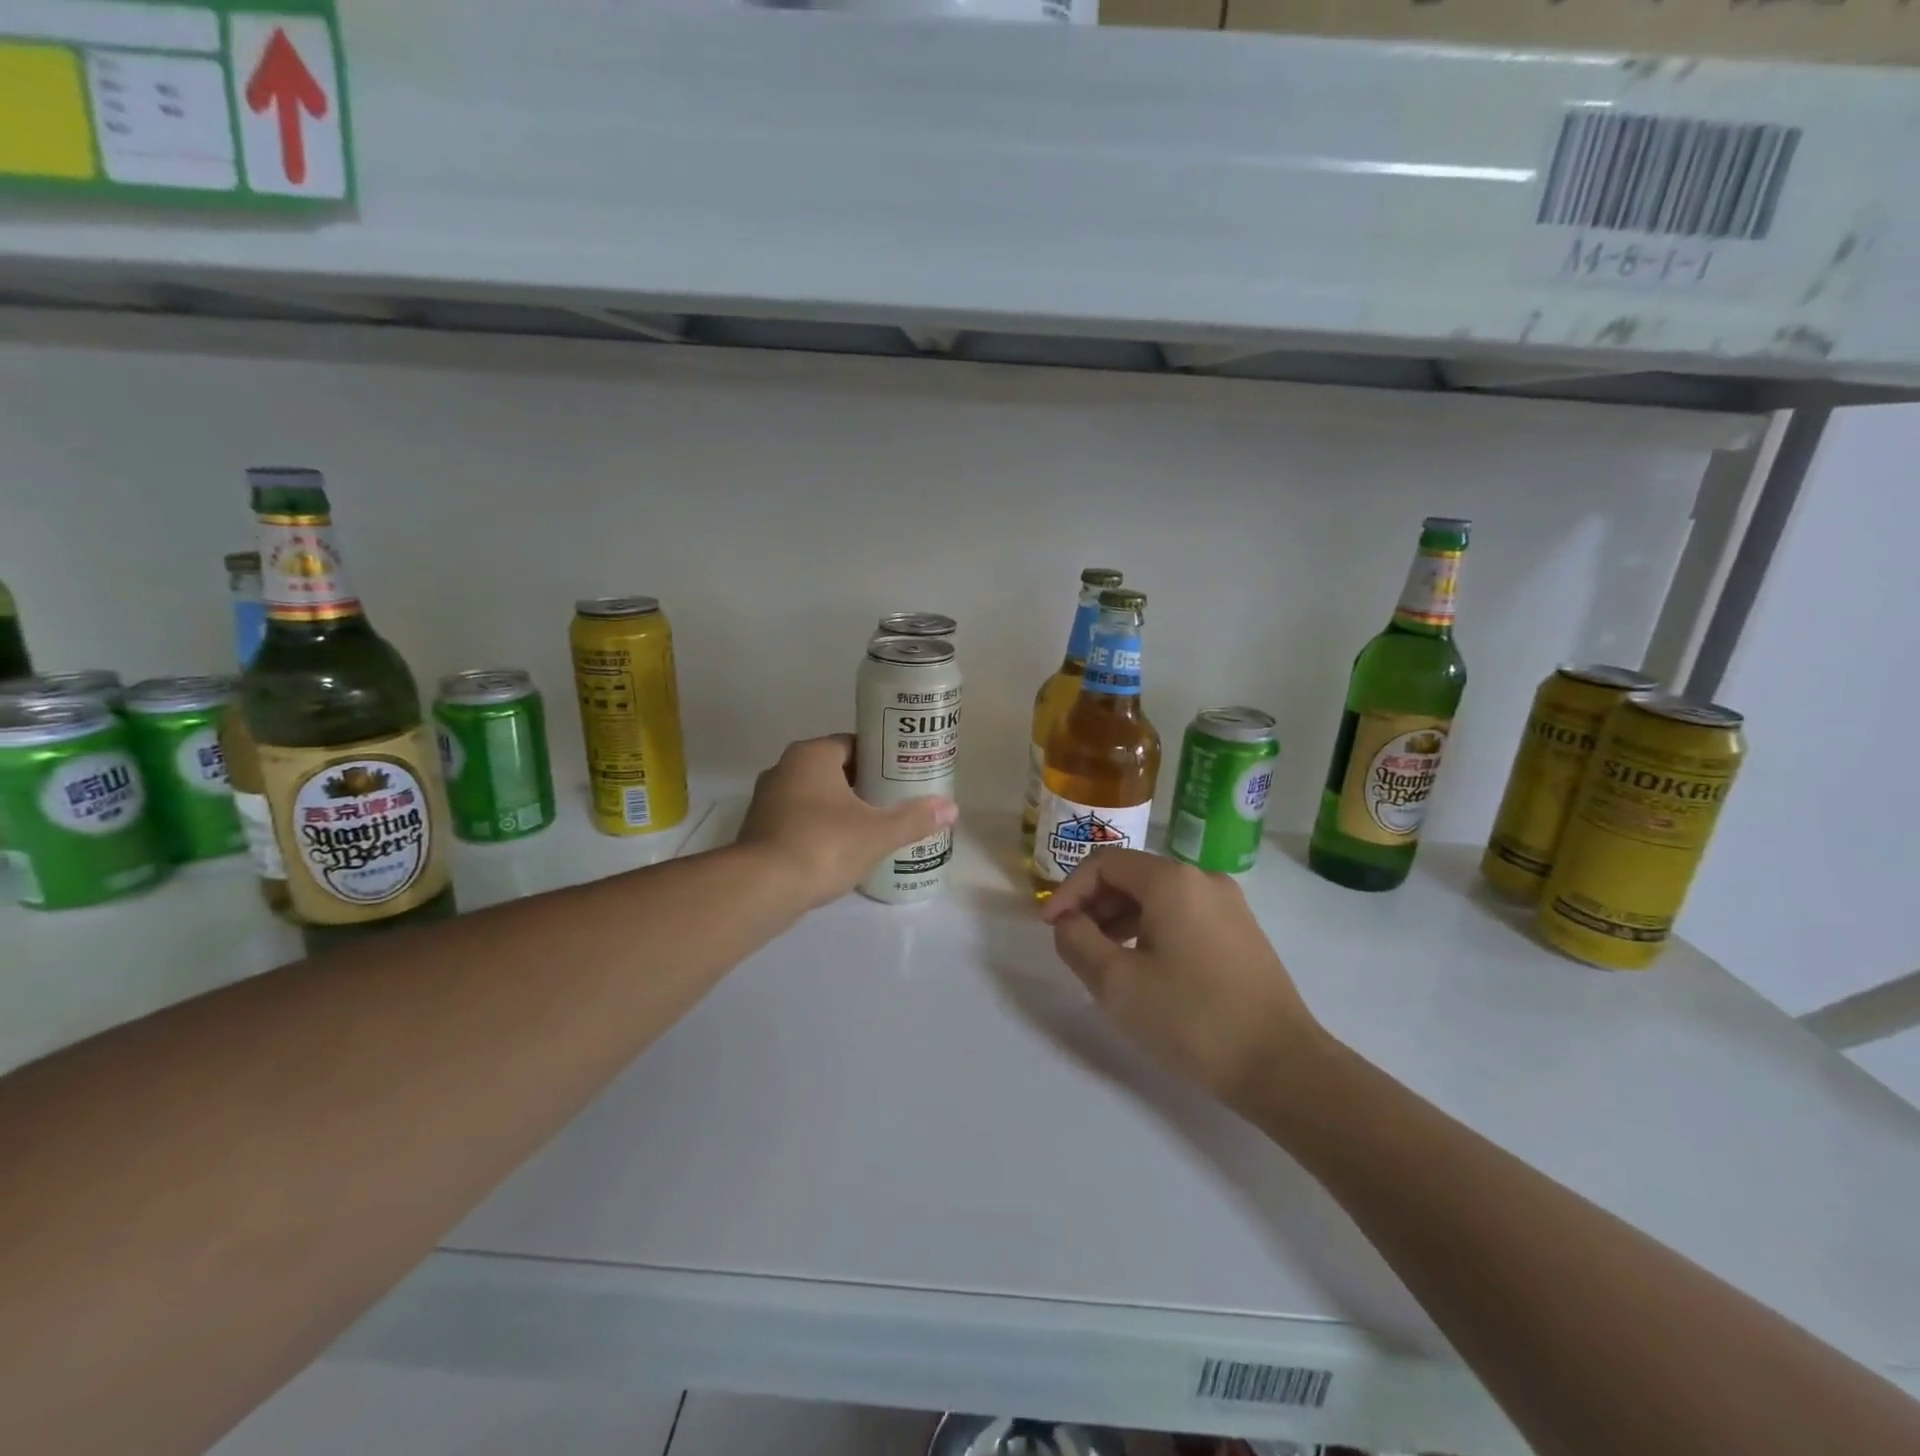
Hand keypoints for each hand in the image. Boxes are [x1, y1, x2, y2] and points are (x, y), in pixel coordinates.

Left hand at [737, 735, 957, 912]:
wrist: (761, 889)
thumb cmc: (823, 845)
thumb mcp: (877, 833)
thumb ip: (914, 819)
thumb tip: (952, 808)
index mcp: (812, 755)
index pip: (854, 744)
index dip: (881, 759)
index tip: (904, 775)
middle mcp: (785, 769)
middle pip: (835, 770)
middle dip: (865, 785)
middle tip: (896, 802)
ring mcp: (767, 800)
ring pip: (815, 797)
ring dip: (841, 809)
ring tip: (874, 828)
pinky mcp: (760, 830)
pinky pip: (800, 821)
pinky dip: (821, 829)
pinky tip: (843, 850)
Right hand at [1039, 849, 1321, 1107]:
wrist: (1281, 1066)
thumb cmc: (1191, 1019)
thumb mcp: (1116, 983)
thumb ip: (1077, 942)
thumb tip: (1068, 922)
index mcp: (1172, 880)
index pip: (1104, 863)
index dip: (1068, 890)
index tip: (1051, 927)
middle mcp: (1202, 879)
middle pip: (1132, 876)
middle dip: (1094, 905)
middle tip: (1074, 945)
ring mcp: (1229, 905)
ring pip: (1158, 897)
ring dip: (1121, 920)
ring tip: (1105, 960)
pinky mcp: (1242, 932)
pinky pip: (1183, 915)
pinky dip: (1152, 930)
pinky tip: (1145, 968)